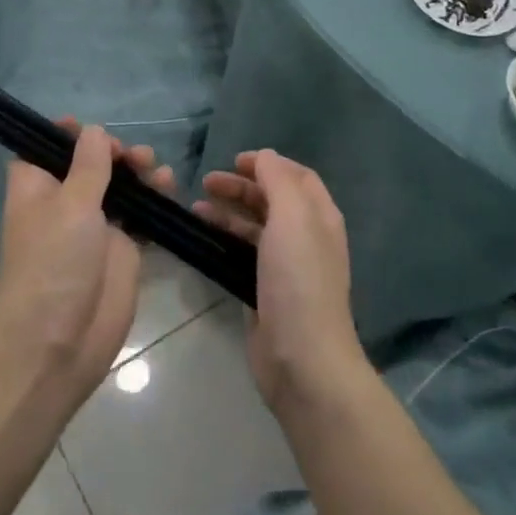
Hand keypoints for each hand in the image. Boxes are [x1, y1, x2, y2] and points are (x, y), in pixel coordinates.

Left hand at [0, 122, 171, 398]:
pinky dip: (154, 201)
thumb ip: (89, 166)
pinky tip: (169, 189)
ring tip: (154, 169)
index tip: (92, 128)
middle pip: (90, 164)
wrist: (60, 340)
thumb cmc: (55, 262)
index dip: (67, 135)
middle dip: (113, 152)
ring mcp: (93, 227)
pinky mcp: (121, 250)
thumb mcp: (71, 204)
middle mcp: (63, 203)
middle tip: (131, 156)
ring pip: (119, 187)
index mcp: (37, 187)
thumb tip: (94, 131)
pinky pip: (140, 216)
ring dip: (137, 173)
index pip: (46, 149)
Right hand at [195, 150, 366, 409]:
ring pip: (254, 227)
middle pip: (272, 200)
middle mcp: (306, 237)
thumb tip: (265, 157)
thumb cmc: (299, 279)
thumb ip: (278, 180)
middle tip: (206, 182)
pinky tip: (202, 239)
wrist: (302, 357)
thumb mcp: (292, 216)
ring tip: (196, 208)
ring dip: (228, 212)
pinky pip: (242, 254)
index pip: (297, 176)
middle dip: (241, 187)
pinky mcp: (264, 291)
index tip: (234, 161)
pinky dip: (224, 240)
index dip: (268, 164)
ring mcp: (285, 267)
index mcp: (319, 217)